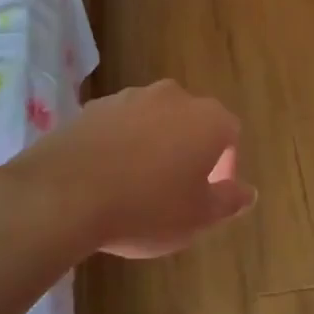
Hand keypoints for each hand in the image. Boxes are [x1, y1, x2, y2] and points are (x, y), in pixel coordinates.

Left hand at [5, 80, 254, 257]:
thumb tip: (249, 192)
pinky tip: (106, 177)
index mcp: (207, 119)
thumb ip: (228, 201)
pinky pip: (118, 125)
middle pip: (191, 122)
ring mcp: (129, 97)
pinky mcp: (92, 107)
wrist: (63, 195)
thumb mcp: (198, 217)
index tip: (211, 194)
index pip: (230, 134)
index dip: (226, 165)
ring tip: (137, 186)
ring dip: (154, 145)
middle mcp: (173, 97)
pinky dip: (120, 145)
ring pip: (154, 120)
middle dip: (189, 151)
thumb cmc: (146, 208)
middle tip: (177, 190)